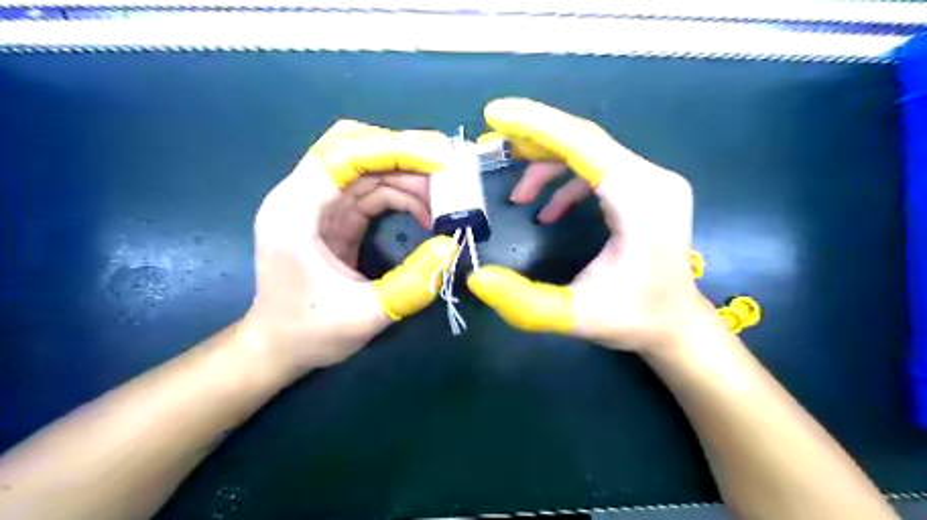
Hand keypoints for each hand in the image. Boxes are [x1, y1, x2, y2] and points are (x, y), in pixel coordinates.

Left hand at [238, 119, 455, 372]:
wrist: (278, 348)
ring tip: (446, 196)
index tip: (439, 160)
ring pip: (368, 168)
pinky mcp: (335, 217)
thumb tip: (452, 246)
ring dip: (409, 176)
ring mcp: (319, 204)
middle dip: (405, 155)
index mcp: (295, 211)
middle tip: (450, 170)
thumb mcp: (363, 316)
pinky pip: (372, 190)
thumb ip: (410, 284)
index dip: (393, 150)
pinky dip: (402, 194)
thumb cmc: (308, 333)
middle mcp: (302, 196)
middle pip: (355, 149)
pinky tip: (427, 212)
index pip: (342, 154)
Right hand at [467, 97, 711, 350]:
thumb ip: (523, 302)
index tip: (494, 113)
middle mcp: (653, 179)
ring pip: (590, 152)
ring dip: (548, 163)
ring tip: (517, 193)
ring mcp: (653, 181)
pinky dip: (567, 180)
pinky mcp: (646, 189)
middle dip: (534, 138)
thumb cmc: (633, 319)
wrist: (676, 324)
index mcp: (641, 201)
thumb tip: (476, 278)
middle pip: (585, 140)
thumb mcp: (574, 317)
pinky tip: (547, 209)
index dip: (536, 124)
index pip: (584, 143)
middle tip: (491, 146)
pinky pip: (599, 169)